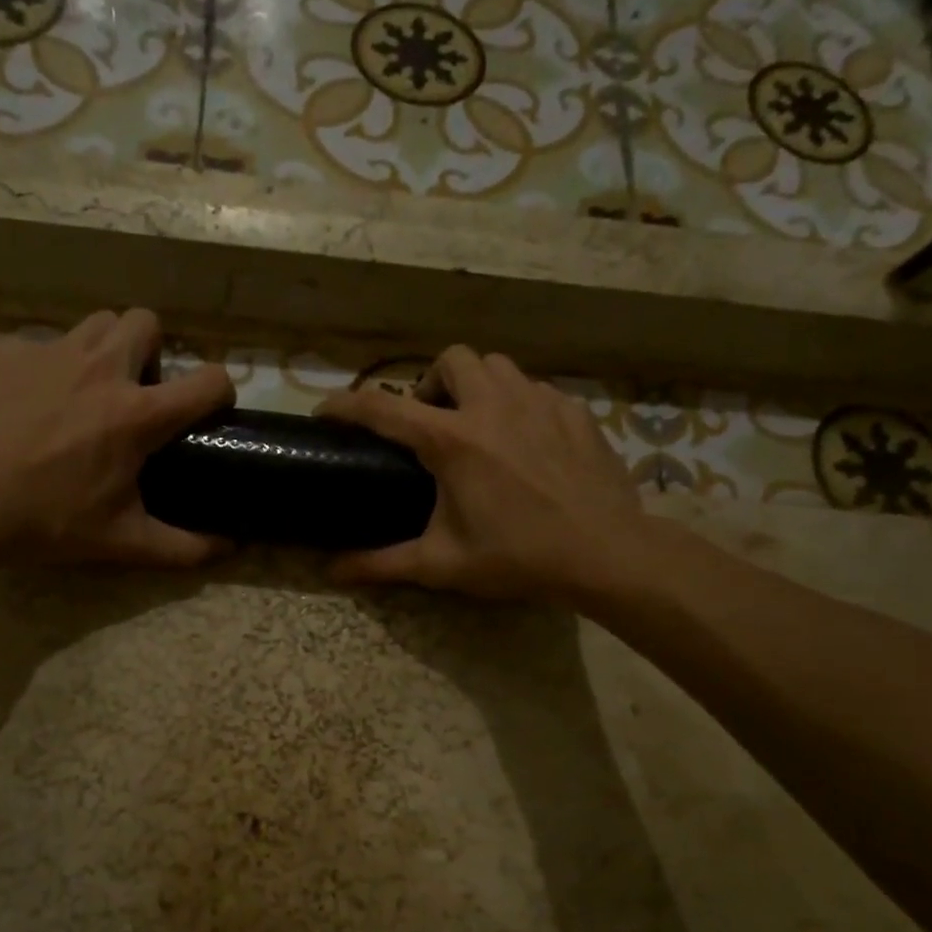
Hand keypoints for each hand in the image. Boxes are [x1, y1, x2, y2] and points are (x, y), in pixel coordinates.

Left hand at [0, 308, 235, 567]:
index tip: (208, 408)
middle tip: (136, 392)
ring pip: (97, 323)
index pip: (207, 380)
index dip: (219, 390)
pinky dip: (52, 365)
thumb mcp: (124, 542)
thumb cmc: (49, 522)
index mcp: (137, 414)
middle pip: (147, 322)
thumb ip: (184, 547)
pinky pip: (45, 343)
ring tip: (88, 389)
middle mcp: (102, 369)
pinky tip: (35, 401)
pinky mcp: (10, 353)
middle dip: (152, 351)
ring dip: (105, 349)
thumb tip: (230, 549)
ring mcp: (52, 353)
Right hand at [316, 345, 649, 603]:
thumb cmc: (517, 557)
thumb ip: (382, 564)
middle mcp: (492, 406)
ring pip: (497, 366)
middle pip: (451, 359)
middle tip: (431, 425)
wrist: (606, 553)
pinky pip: (535, 389)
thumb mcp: (442, 564)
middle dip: (431, 384)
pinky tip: (523, 443)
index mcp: (452, 440)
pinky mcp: (573, 411)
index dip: (345, 405)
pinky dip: (517, 405)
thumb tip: (332, 571)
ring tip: (477, 427)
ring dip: (476, 387)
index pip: (383, 408)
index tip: (325, 410)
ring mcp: (538, 402)